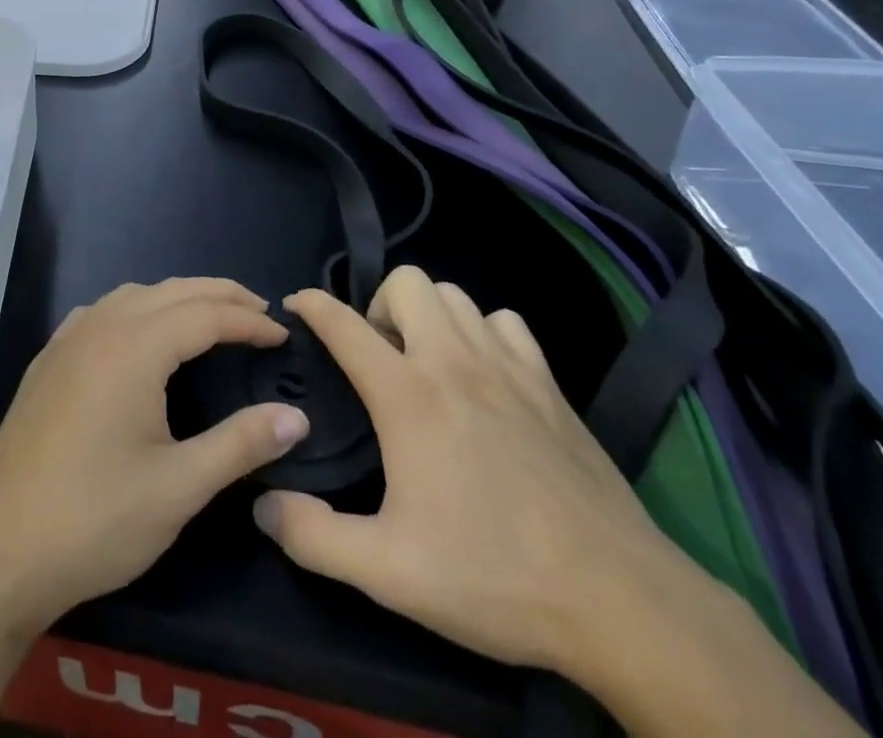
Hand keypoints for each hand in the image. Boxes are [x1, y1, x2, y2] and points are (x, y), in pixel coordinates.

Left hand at [0, 278, 308, 633]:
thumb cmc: (95, 518)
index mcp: (135, 347)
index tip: (284, 336)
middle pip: (172, 291)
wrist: (0, 549)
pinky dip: (138, 308)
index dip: (249, 322)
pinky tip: (142, 335)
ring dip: (178, 297)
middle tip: (260, 315)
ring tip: (211, 319)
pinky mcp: (48, 359)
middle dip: (220, 295)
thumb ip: (240, 444)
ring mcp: (68, 339)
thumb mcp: (179, 487)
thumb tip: (296, 417)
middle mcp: (101, 326)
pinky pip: (103, 311)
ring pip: (135, 295)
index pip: (206, 314)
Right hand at [250, 270, 682, 675]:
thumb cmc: (495, 577)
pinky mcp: (549, 383)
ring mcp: (507, 365)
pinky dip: (484, 332)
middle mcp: (453, 361)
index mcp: (408, 394)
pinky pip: (505, 322)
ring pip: (455, 294)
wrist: (620, 601)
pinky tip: (484, 376)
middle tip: (379, 358)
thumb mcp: (389, 573)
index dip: (310, 305)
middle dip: (380, 305)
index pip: (343, 322)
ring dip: (429, 315)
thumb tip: (261, 505)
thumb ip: (313, 537)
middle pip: (406, 281)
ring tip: (426, 363)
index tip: (294, 306)